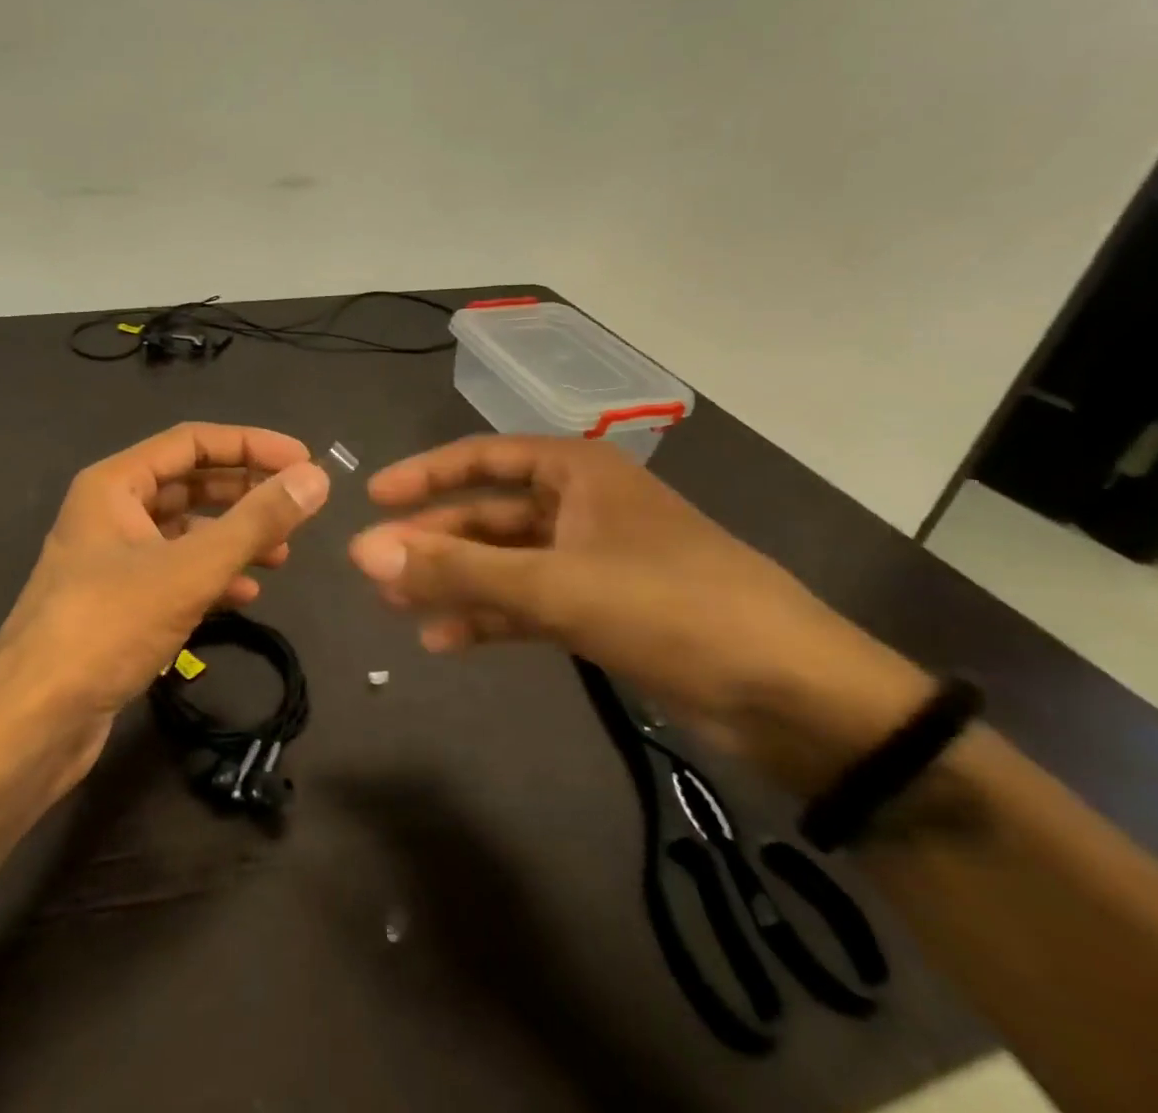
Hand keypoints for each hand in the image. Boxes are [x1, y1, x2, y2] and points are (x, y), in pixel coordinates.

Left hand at [0, 423, 329, 770]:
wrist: (32, 723)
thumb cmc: (106, 627)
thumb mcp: (190, 570)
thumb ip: (256, 521)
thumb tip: (315, 478)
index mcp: (114, 484)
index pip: (193, 442)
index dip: (251, 445)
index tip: (304, 462)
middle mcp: (110, 512)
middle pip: (190, 484)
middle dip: (245, 493)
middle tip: (297, 508)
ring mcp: (111, 559)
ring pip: (184, 532)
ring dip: (233, 538)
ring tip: (282, 555)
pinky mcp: (117, 603)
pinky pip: (174, 573)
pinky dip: (211, 577)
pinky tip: (244, 595)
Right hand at [348, 435, 931, 787]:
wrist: (794, 698)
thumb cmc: (671, 608)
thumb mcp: (554, 585)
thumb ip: (456, 570)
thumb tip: (363, 550)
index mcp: (577, 472)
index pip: (482, 458)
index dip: (424, 476)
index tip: (372, 498)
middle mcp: (580, 507)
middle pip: (487, 516)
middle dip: (432, 542)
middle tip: (374, 568)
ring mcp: (591, 561)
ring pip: (503, 563)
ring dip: (453, 583)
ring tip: (396, 606)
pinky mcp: (601, 610)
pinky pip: (527, 603)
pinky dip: (487, 618)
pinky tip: (444, 640)